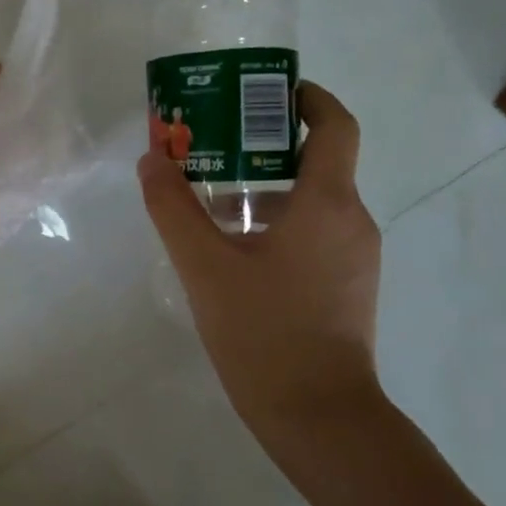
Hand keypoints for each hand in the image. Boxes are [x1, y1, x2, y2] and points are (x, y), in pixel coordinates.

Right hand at [139, 81, 384, 450]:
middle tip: (210, 143)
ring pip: (309, 202)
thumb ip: (173, 208)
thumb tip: (151, 160)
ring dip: (262, 188)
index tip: (264, 90)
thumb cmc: (263, 332)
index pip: (334, 125)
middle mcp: (351, 220)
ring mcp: (353, 256)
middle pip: (315, 161)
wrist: (318, 415)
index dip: (305, 97)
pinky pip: (311, 233)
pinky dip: (273, 222)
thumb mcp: (205, 266)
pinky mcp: (345, 286)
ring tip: (207, 198)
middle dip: (262, 145)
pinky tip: (228, 249)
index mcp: (328, 203)